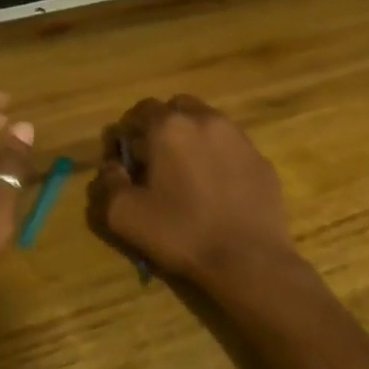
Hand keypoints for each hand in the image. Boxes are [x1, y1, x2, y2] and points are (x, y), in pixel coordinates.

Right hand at [87, 97, 297, 287]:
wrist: (249, 260)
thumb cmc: (181, 233)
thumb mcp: (124, 215)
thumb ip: (107, 183)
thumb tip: (111, 166)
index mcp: (170, 127)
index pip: (141, 109)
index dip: (129, 132)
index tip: (126, 160)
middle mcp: (206, 120)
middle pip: (178, 108)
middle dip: (163, 127)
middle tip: (156, 162)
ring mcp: (239, 138)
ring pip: (208, 123)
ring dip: (192, 138)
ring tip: (188, 175)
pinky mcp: (261, 160)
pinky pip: (232, 147)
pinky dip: (219, 157)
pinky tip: (217, 189)